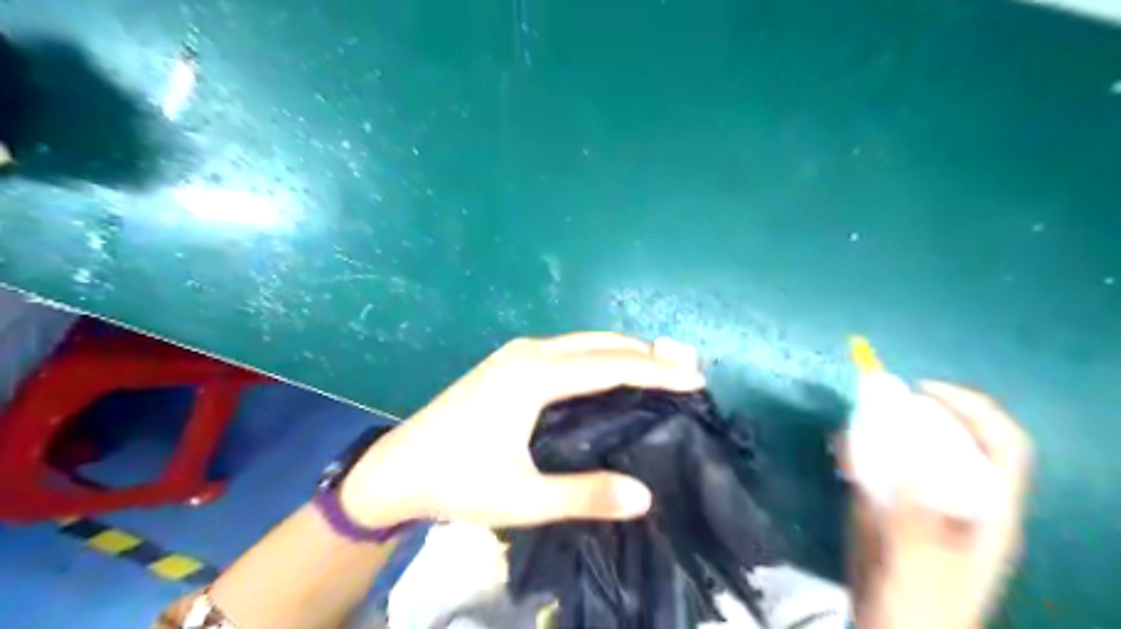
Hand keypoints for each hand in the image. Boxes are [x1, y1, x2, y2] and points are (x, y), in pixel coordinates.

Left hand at [335, 333, 697, 531]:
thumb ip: (584, 496)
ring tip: (660, 371)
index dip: (657, 372)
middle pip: (601, 343)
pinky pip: (569, 349)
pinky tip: (612, 375)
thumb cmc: (458, 481)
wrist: (396, 468)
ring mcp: (518, 352)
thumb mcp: (522, 498)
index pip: (611, 365)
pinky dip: (600, 357)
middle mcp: (530, 352)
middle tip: (686, 372)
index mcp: (535, 375)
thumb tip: (645, 496)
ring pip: (585, 342)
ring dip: (624, 352)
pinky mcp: (511, 361)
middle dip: (647, 354)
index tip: (696, 381)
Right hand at [850, 382, 1030, 628]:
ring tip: (855, 425)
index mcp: (988, 512)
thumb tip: (906, 463)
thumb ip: (916, 518)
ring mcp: (926, 502)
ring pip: (915, 449)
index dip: (972, 409)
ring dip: (886, 428)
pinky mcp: (895, 507)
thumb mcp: (920, 567)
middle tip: (880, 401)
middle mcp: (961, 498)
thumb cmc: (918, 607)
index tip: (924, 390)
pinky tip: (843, 450)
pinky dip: (863, 450)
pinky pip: (882, 465)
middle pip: (955, 438)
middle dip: (920, 412)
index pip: (1002, 445)